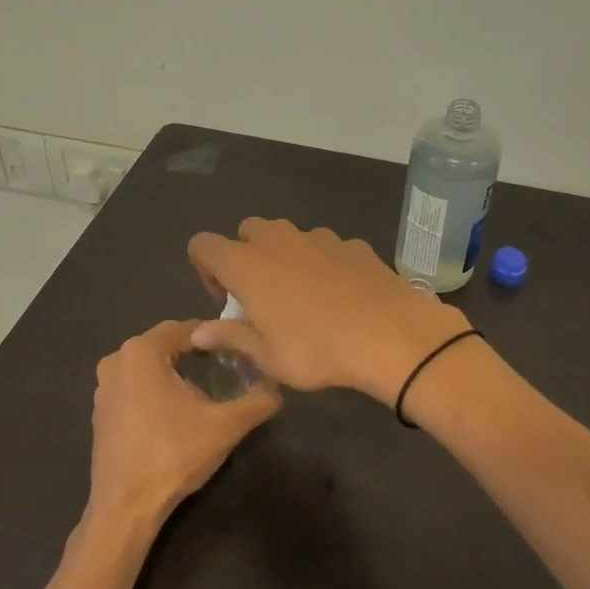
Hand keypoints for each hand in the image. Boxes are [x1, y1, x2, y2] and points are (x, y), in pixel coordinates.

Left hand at [86, 320, 280, 533]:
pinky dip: (157, 389)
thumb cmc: (174, 455)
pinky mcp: (101, 410)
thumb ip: (258, 400)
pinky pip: (135, 386)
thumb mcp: (226, 426)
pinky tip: (177, 412)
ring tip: (207, 390)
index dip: (218, 337)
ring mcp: (104, 386)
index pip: (188, 329)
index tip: (242, 351)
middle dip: (197, 353)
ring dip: (177, 371)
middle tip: (229, 369)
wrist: (126, 506)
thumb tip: (277, 387)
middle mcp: (117, 359)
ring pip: (150, 365)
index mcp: (142, 351)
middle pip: (167, 344)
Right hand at [186, 219, 471, 406]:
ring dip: (284, 259)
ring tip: (303, 300)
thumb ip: (230, 337)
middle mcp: (277, 240)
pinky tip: (341, 297)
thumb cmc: (317, 350)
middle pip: (246, 232)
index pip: (203, 245)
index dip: (205, 269)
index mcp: (245, 264)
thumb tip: (198, 331)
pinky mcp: (352, 244)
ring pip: (287, 236)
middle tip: (261, 298)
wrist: (391, 335)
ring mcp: (318, 237)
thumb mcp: (267, 356)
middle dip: (246, 257)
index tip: (225, 300)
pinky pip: (324, 247)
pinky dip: (322, 264)